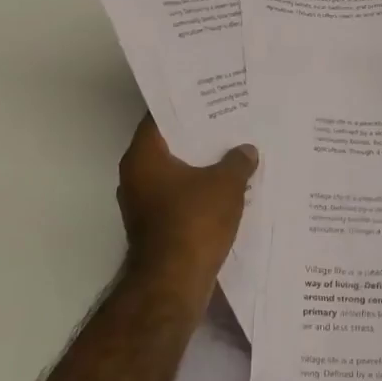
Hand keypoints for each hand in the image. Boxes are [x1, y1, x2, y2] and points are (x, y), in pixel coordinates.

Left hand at [116, 116, 257, 283]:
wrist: (173, 283)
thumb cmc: (194, 222)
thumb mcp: (226, 185)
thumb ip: (237, 161)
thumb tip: (246, 151)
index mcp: (143, 156)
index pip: (159, 117)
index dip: (185, 105)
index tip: (209, 97)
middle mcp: (135, 176)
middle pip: (168, 145)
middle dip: (197, 136)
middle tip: (228, 122)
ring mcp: (142, 204)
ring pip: (174, 174)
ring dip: (199, 166)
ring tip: (232, 153)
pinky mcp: (154, 227)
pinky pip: (178, 198)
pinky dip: (198, 191)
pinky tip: (226, 188)